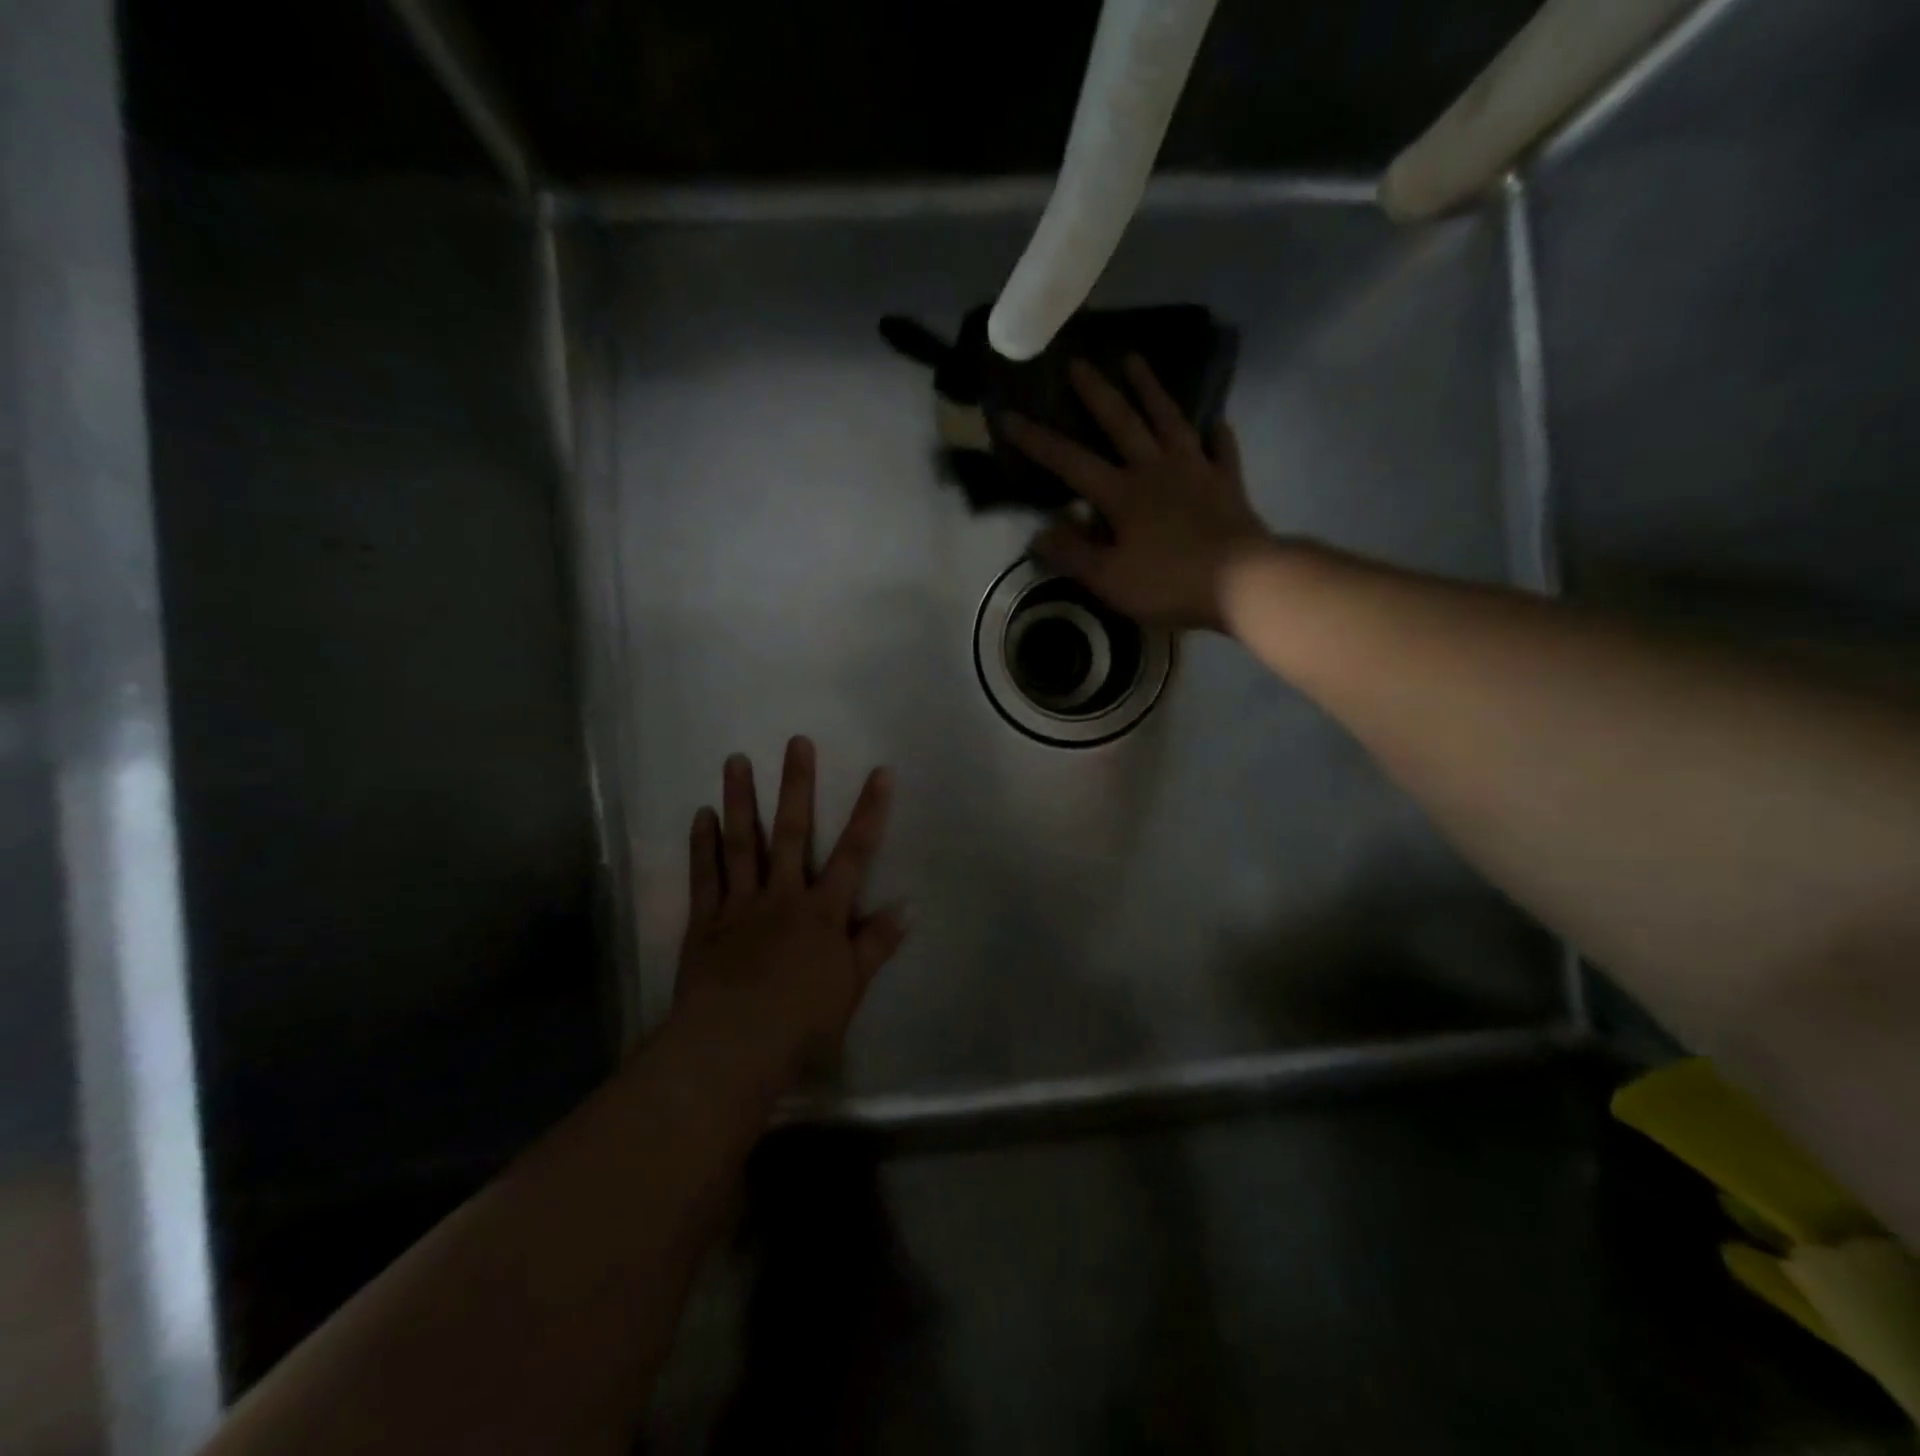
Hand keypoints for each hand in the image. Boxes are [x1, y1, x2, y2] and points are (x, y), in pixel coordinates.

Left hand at [673, 736, 904, 1093]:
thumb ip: (877, 943)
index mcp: (823, 912)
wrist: (734, 1046)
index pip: (854, 853)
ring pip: (742, 843)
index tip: (879, 771)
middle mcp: (783, 896)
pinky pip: (704, 876)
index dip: (870, 810)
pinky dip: (702, 844)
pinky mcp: (706, 921)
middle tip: (795, 741)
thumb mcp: (852, 987)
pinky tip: (701, 815)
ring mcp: (741, 905)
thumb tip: (911, 906)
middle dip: (796, 785)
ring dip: (740, 800)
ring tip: (735, 759)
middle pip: (792, 832)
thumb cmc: (802, 1022)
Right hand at [1001, 356, 1272, 630]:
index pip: (1070, 462)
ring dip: (1150, 390)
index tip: (1008, 415)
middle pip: (1122, 423)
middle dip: (1096, 392)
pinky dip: (1216, 432)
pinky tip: (1214, 421)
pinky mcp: (1227, 483)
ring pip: (1169, 421)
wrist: (1243, 582)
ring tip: (1135, 361)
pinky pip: (1220, 449)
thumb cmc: (1169, 582)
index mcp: (1122, 494)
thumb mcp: (1110, 579)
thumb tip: (1038, 534)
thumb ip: (1072, 555)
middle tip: (1078, 361)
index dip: (1037, 440)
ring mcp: (1196, 471)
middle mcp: (1156, 470)